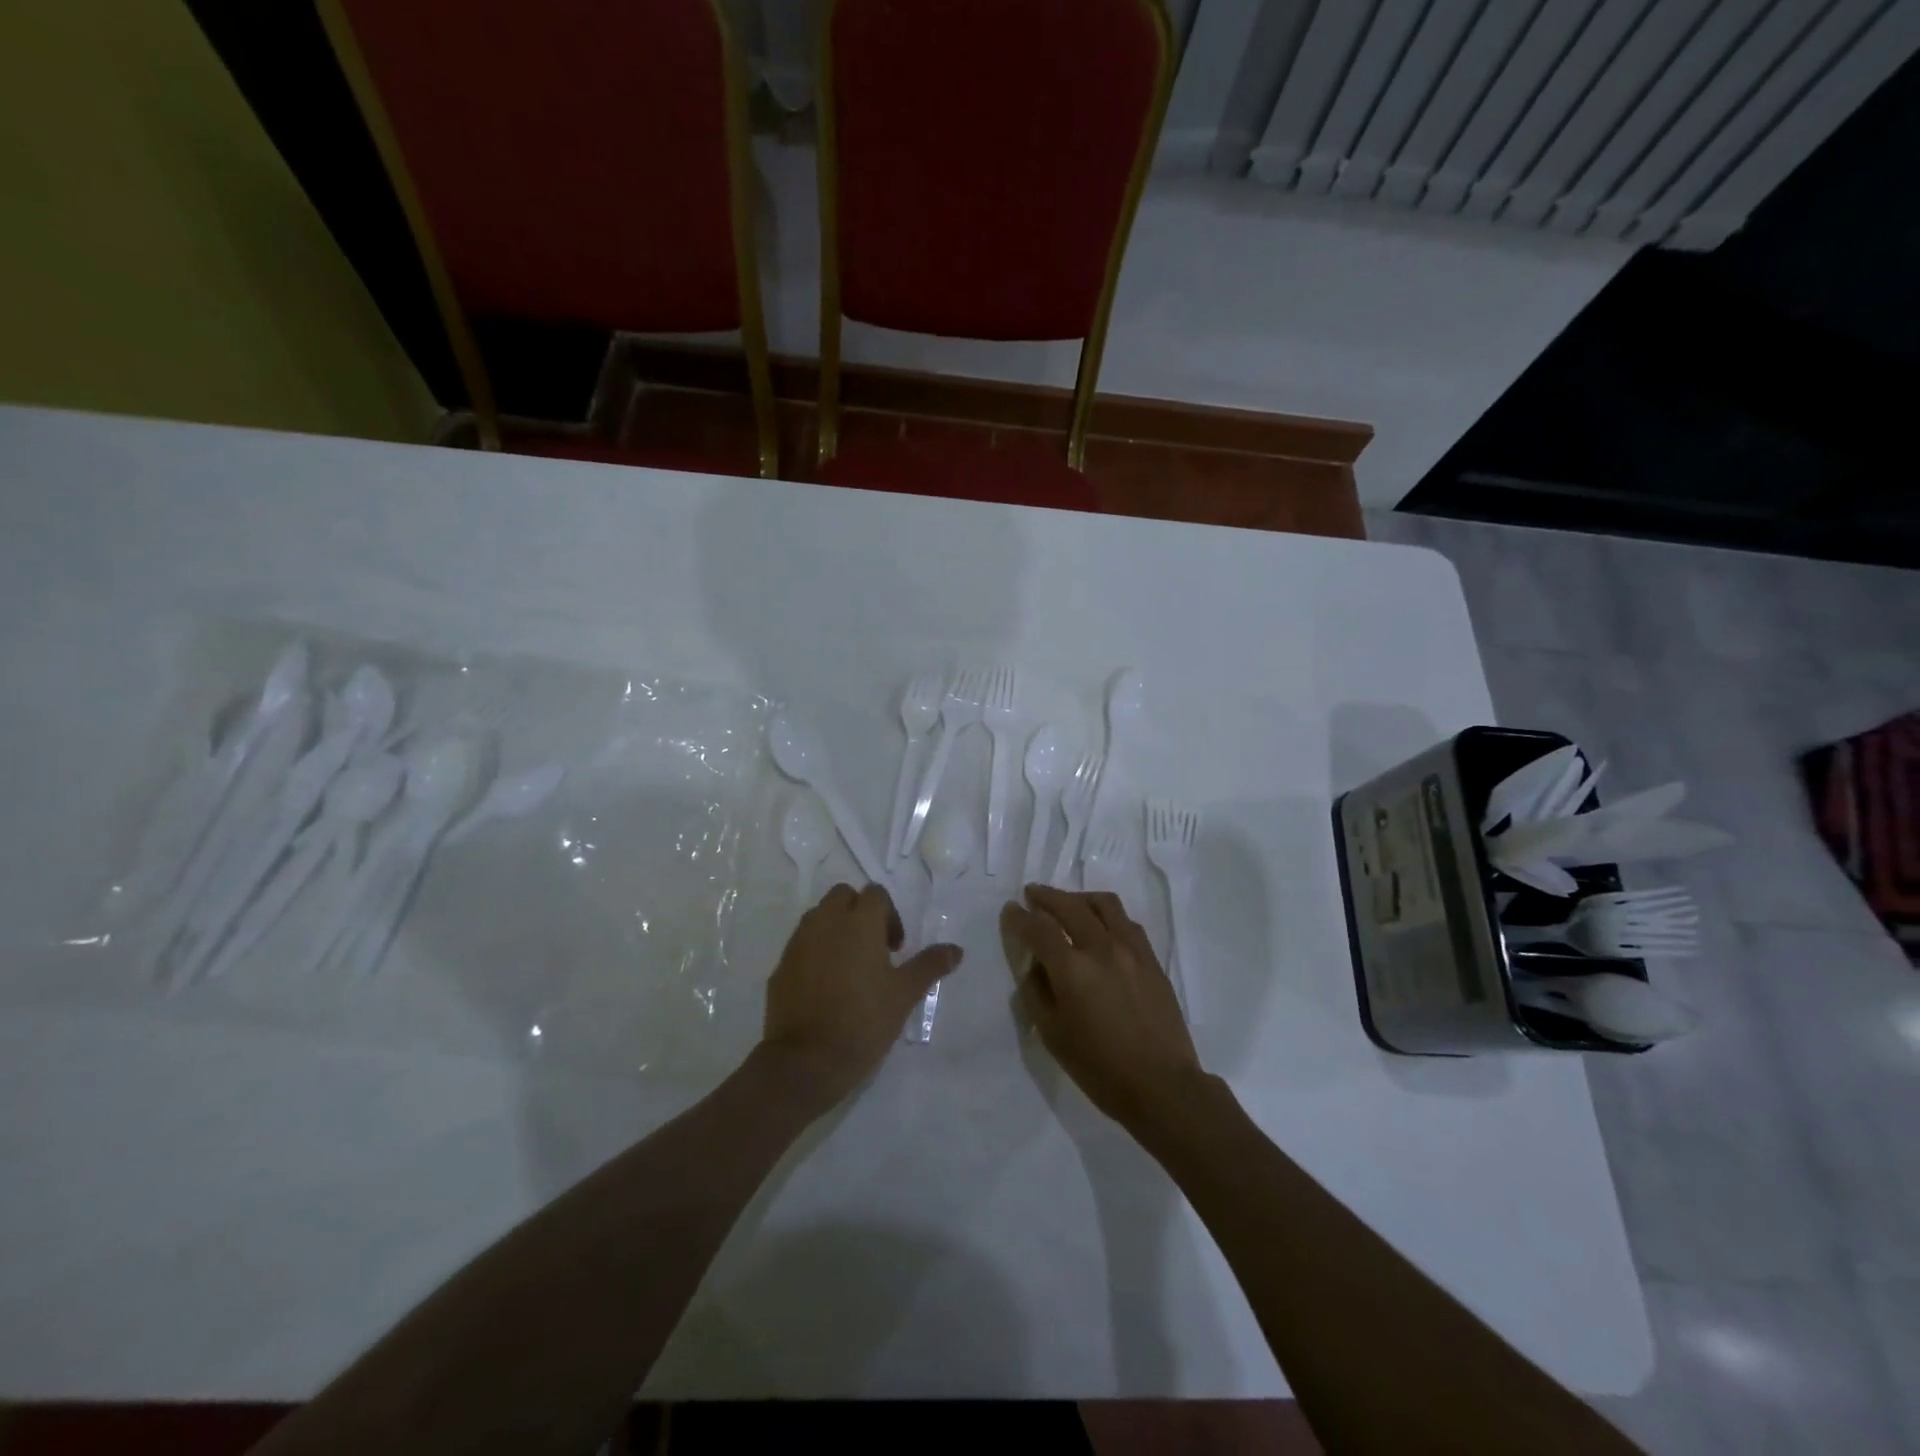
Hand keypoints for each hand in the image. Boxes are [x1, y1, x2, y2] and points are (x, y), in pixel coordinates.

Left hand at [760, 882, 962, 1107]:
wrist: (805, 1062)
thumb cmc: (863, 1021)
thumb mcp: (904, 994)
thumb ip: (929, 965)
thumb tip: (956, 949)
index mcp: (859, 922)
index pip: (876, 893)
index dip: (890, 915)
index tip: (895, 949)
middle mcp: (826, 922)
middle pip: (843, 896)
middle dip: (859, 912)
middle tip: (873, 949)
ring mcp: (799, 942)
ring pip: (819, 917)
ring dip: (836, 929)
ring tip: (849, 967)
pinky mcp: (781, 966)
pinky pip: (802, 944)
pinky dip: (815, 952)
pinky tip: (826, 986)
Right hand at [1001, 885, 1202, 1130]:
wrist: (1162, 1086)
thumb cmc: (1099, 1067)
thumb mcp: (1052, 1035)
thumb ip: (1036, 992)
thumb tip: (1033, 964)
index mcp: (1072, 969)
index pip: (1038, 929)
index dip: (1020, 917)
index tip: (1010, 910)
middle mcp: (1101, 948)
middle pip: (1070, 906)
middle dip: (1046, 896)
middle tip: (1032, 894)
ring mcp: (1131, 950)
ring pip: (1104, 904)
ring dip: (1079, 897)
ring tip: (1068, 903)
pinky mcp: (1152, 959)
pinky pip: (1127, 922)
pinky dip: (1107, 914)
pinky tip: (1101, 926)